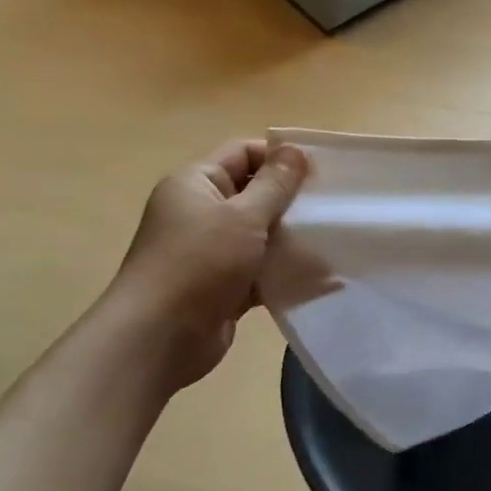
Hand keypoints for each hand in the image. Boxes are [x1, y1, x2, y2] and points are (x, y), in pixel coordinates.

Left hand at [104, 138, 308, 388]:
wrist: (158, 339)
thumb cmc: (199, 264)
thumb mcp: (244, 216)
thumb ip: (275, 184)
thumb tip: (295, 151)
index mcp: (196, 184)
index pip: (244, 152)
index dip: (281, 157)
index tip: (321, 172)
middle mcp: (200, 211)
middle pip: (255, 192)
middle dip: (292, 199)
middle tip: (332, 205)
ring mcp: (211, 250)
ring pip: (261, 231)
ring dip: (291, 236)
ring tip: (331, 238)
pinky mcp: (223, 283)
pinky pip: (260, 266)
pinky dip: (283, 268)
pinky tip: (316, 273)